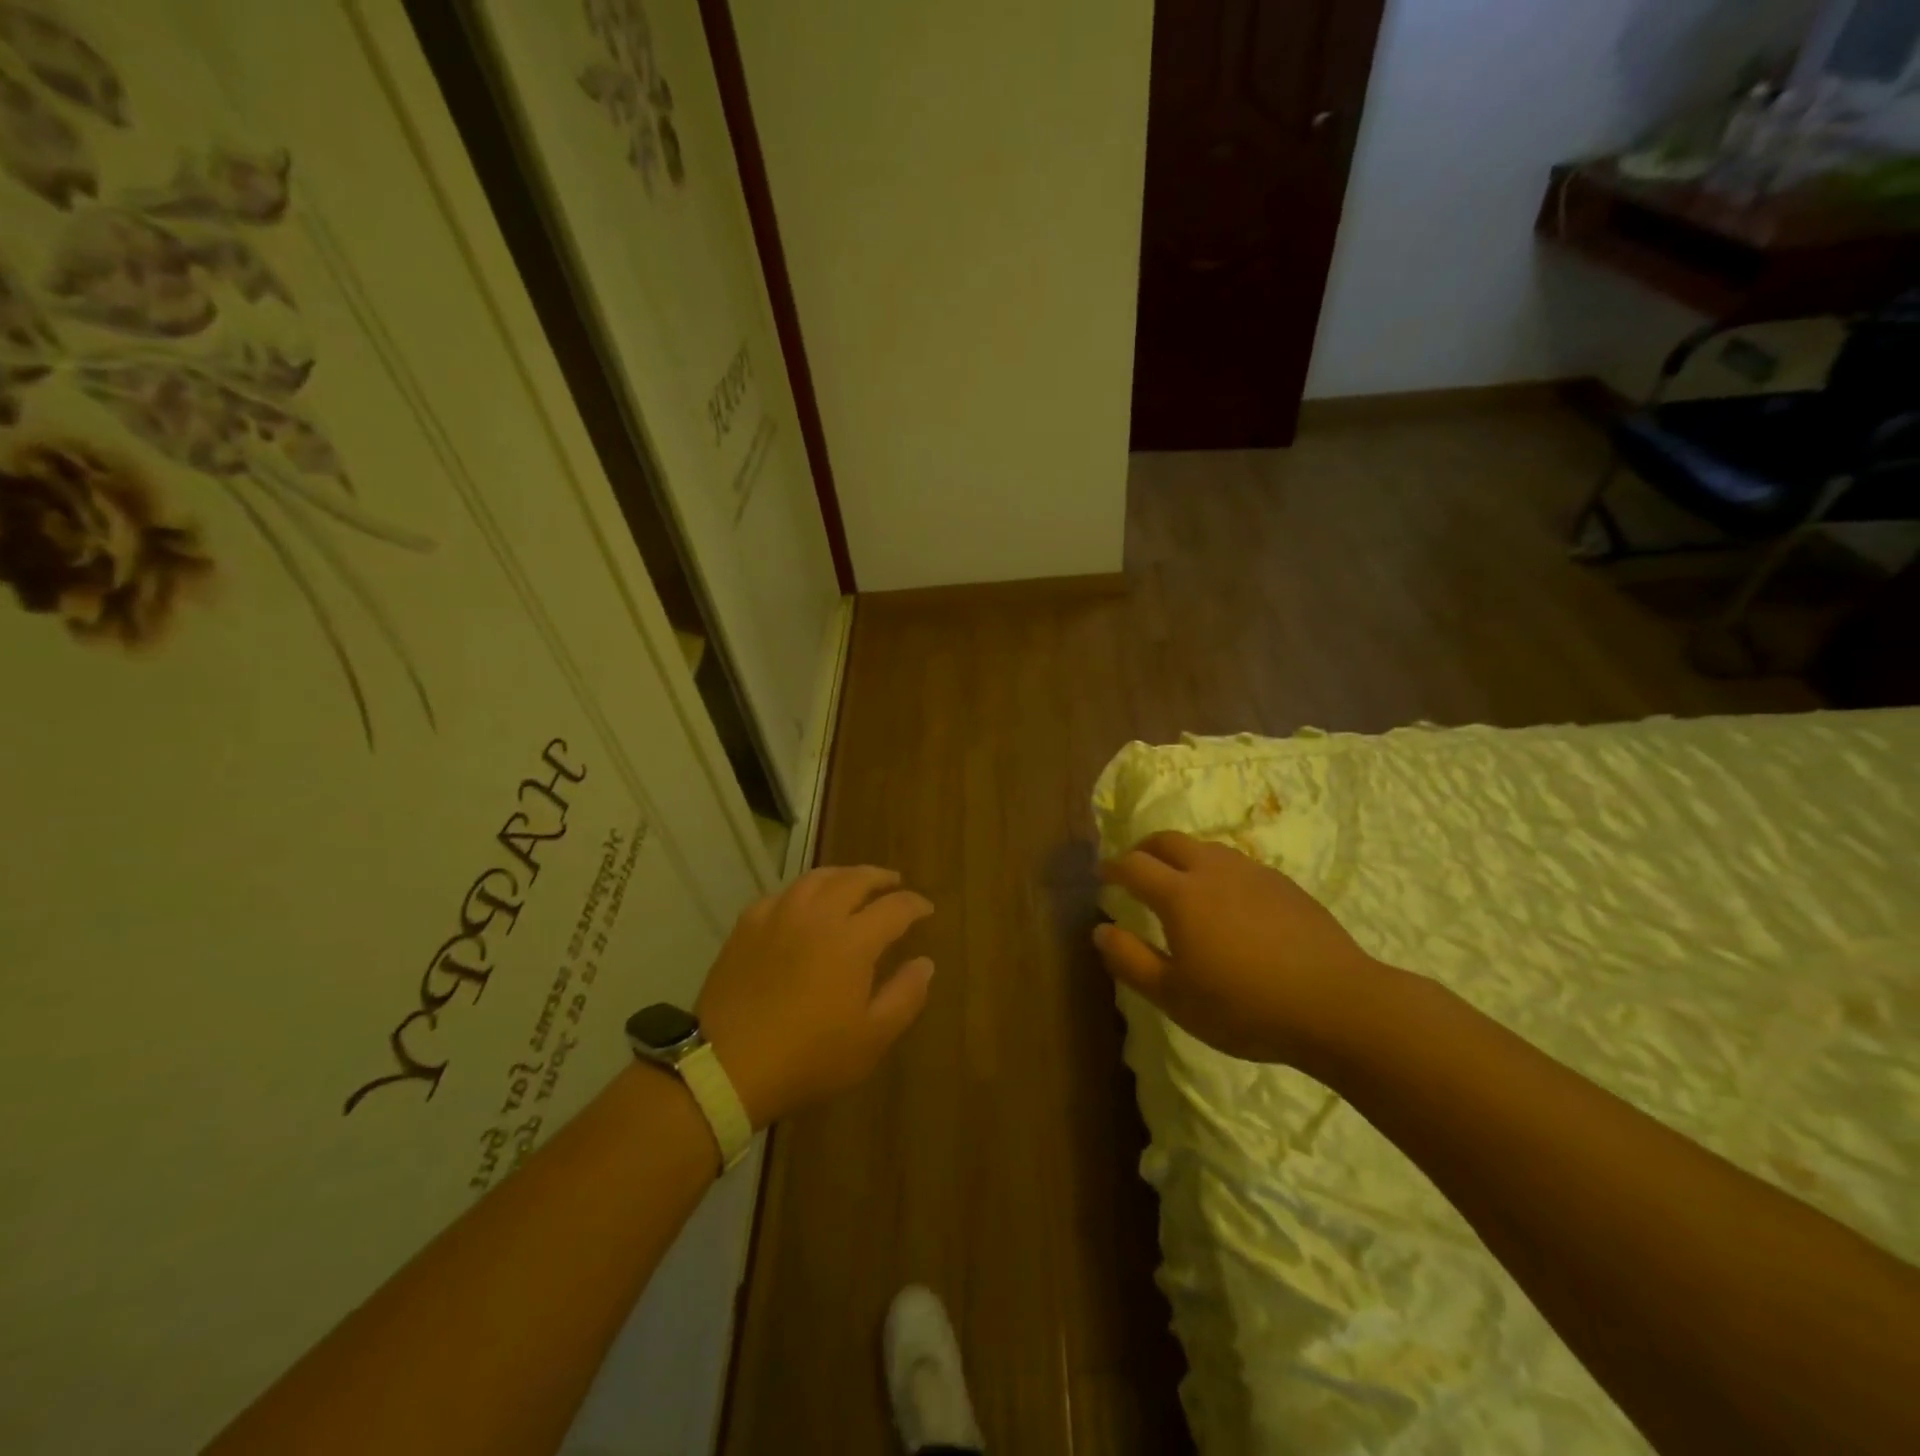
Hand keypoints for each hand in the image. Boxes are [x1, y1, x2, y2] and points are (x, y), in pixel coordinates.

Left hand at [696, 866, 934, 1127]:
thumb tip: (925, 963)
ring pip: (817, 878)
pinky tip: (803, 903)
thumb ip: (905, 996)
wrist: (727, 1067)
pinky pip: (782, 893)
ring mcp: (779, 915)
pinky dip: (803, 891)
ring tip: (852, 883)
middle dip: (880, 878)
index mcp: (853, 940)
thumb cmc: (808, 1058)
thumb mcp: (871, 1039)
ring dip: (842, 875)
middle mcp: (818, 915)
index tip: (926, 909)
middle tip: (893, 883)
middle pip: (855, 879)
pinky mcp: (747, 925)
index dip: (914, 905)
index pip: (894, 907)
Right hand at [1094, 830, 1392, 1070]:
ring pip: (1206, 847)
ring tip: (1180, 881)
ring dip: (1182, 855)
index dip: (1113, 867)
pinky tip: (1228, 900)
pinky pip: (1238, 863)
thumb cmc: (1244, 1006)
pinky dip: (1216, 869)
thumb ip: (1130, 961)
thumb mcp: (1174, 997)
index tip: (1103, 874)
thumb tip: (1100, 930)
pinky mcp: (1284, 884)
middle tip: (1135, 867)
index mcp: (1180, 895)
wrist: (1337, 1004)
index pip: (1134, 865)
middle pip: (1169, 840)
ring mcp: (1253, 873)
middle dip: (1145, 848)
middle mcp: (1212, 870)